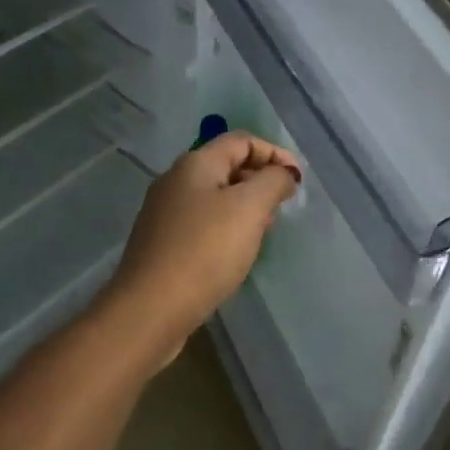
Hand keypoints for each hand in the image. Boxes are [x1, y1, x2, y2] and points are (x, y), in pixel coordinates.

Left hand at [103, 132, 301, 356]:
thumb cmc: (205, 250)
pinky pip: (202, 224)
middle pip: (226, 166)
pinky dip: (226, 228)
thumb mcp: (249, 208)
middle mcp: (175, 181)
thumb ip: (273, 181)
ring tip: (265, 229)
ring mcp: (165, 213)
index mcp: (195, 164)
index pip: (241, 141)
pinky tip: (236, 251)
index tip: (298, 181)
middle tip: (284, 205)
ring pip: (215, 197)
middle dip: (260, 179)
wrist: (151, 308)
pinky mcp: (162, 244)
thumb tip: (283, 174)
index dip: (274, 153)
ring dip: (245, 206)